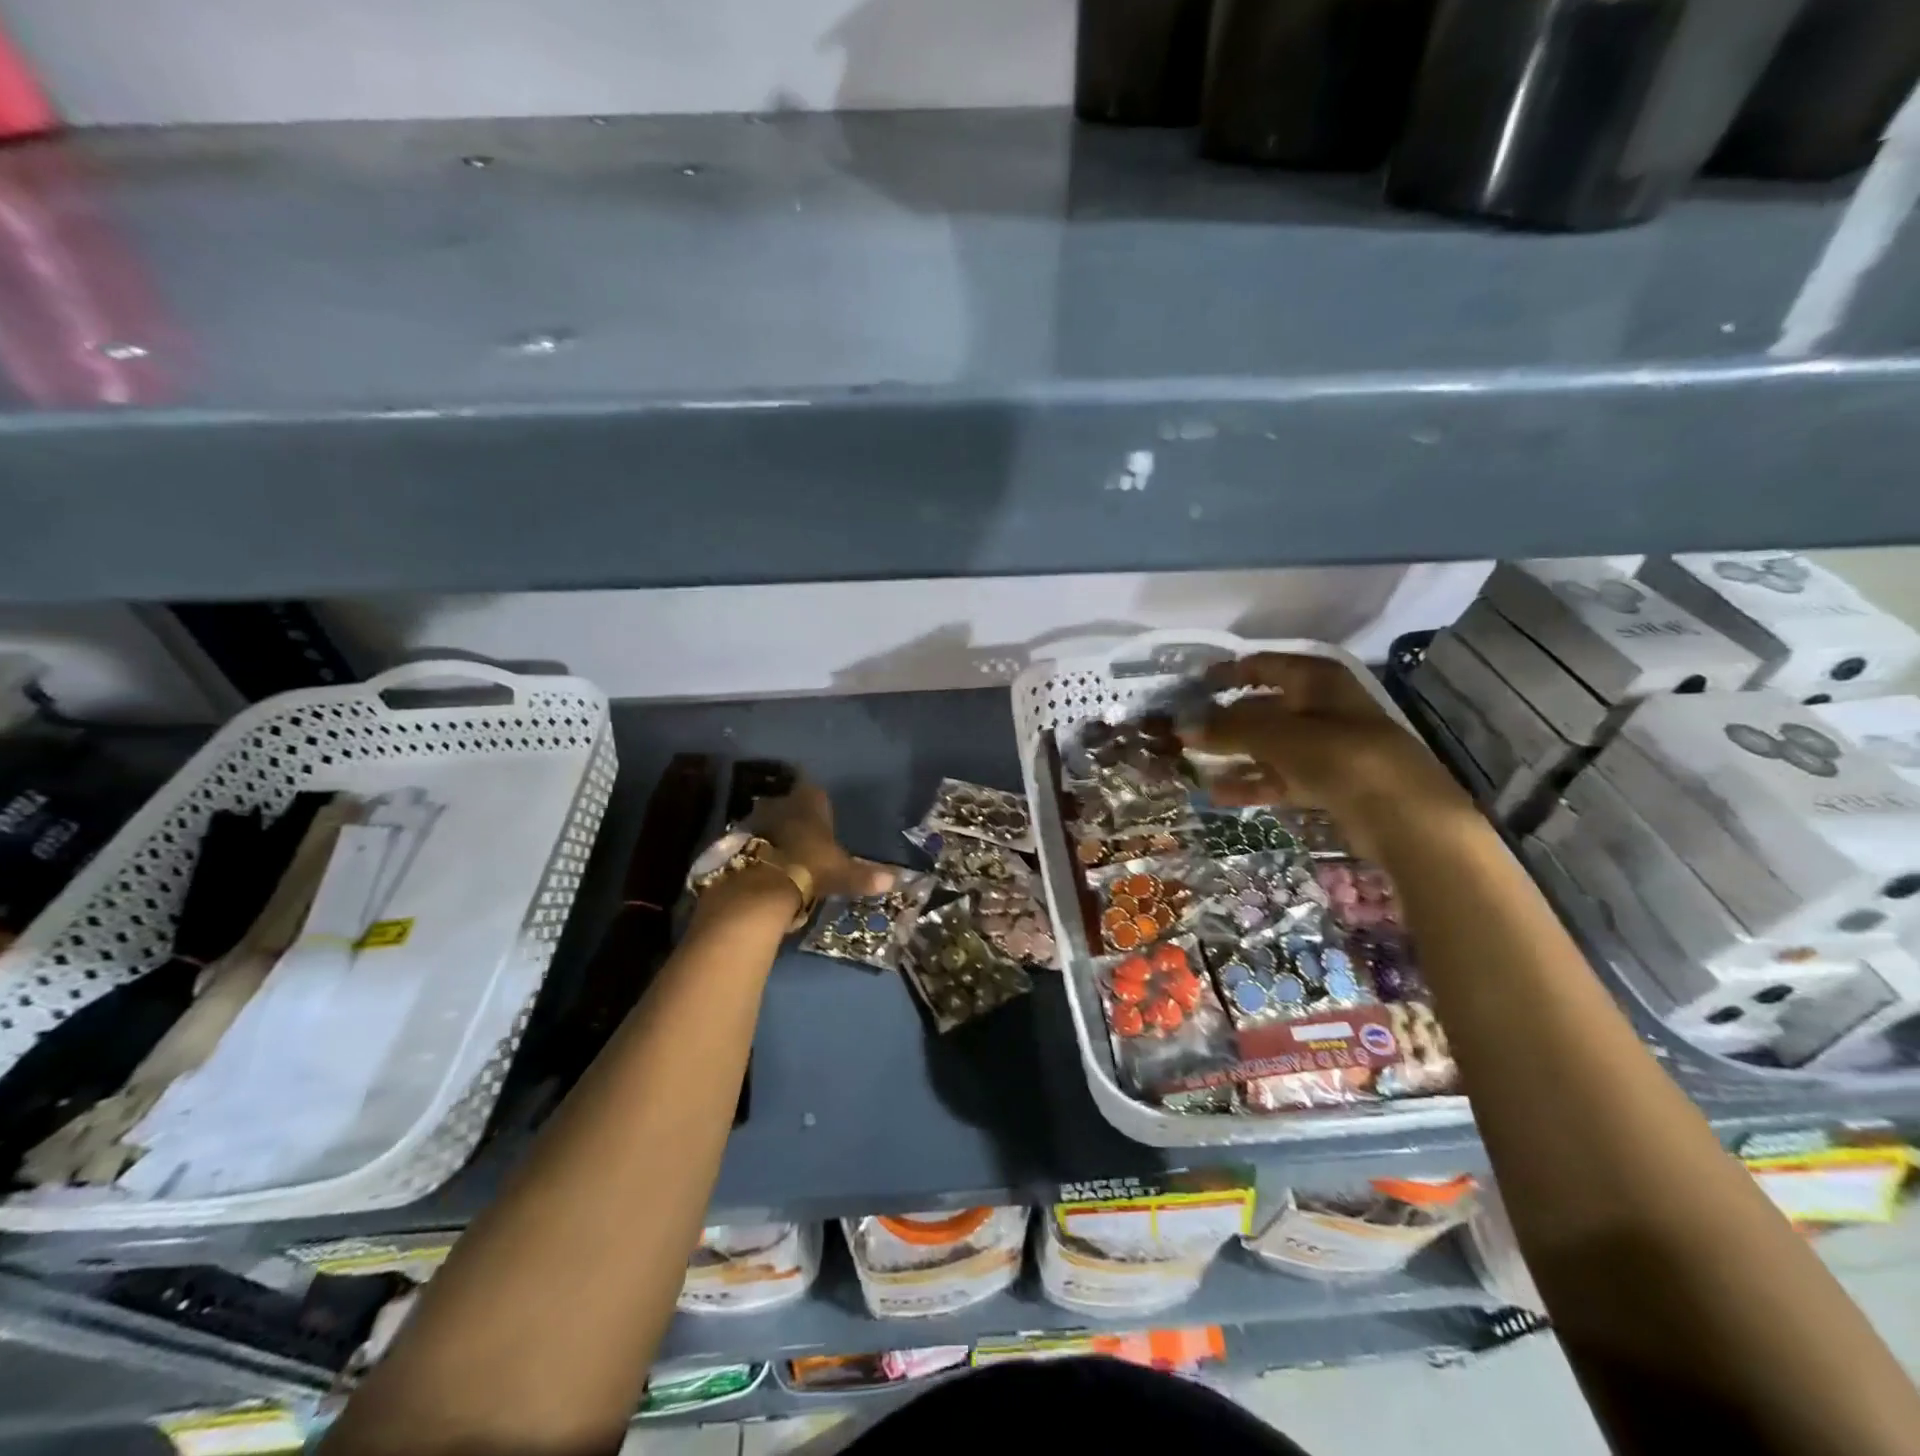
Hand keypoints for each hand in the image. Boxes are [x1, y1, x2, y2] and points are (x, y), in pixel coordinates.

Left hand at [747, 780, 894, 900]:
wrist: (763, 885)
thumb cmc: (811, 868)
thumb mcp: (842, 874)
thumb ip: (865, 876)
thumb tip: (894, 880)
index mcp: (810, 803)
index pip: (816, 792)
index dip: (818, 803)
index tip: (822, 815)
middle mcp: (783, 802)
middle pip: (789, 803)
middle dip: (795, 815)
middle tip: (803, 833)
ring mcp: (757, 819)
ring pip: (768, 818)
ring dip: (774, 830)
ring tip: (783, 849)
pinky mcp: (737, 839)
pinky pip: (751, 838)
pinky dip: (757, 847)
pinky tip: (764, 863)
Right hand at [1185, 654, 1470, 835]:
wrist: (1404, 816)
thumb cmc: (1342, 757)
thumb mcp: (1278, 736)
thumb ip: (1228, 729)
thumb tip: (1181, 726)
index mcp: (1317, 680)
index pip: (1265, 665)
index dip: (1229, 672)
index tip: (1194, 685)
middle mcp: (1322, 707)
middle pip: (1264, 707)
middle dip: (1225, 719)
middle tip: (1186, 730)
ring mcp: (1326, 747)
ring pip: (1269, 745)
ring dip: (1233, 754)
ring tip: (1193, 764)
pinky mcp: (1328, 783)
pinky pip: (1280, 776)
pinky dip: (1251, 782)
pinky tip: (1217, 794)